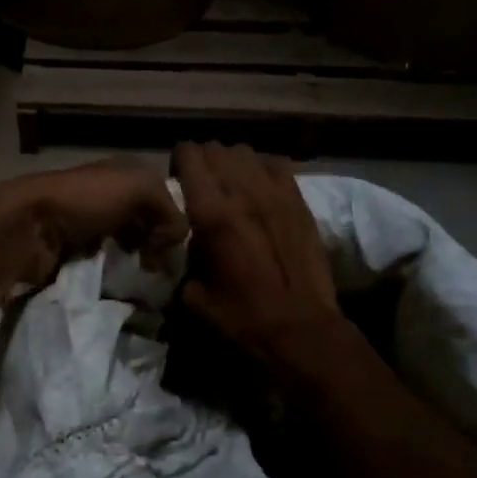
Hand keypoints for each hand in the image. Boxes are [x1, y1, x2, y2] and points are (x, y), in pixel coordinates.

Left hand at [0, 160, 187, 289]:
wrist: (29, 226)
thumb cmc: (86, 200)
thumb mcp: (139, 189)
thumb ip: (170, 210)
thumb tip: (174, 243)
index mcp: (126, 172)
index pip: (166, 196)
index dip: (175, 221)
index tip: (174, 247)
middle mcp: (111, 194)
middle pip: (149, 221)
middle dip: (159, 244)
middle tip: (160, 267)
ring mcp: (92, 223)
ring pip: (130, 243)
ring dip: (139, 260)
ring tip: (144, 277)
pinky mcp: (77, 250)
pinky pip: (109, 262)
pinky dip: (117, 272)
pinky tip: (122, 281)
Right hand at [172, 142, 340, 363]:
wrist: (300, 328)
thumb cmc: (242, 316)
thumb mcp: (193, 295)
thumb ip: (182, 260)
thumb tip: (178, 246)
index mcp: (211, 213)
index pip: (189, 155)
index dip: (178, 162)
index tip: (176, 181)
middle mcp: (242, 192)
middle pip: (215, 148)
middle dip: (201, 161)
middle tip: (200, 185)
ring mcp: (275, 193)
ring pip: (244, 152)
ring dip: (230, 163)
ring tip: (230, 185)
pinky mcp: (298, 200)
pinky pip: (275, 164)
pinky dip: (261, 169)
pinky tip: (259, 188)